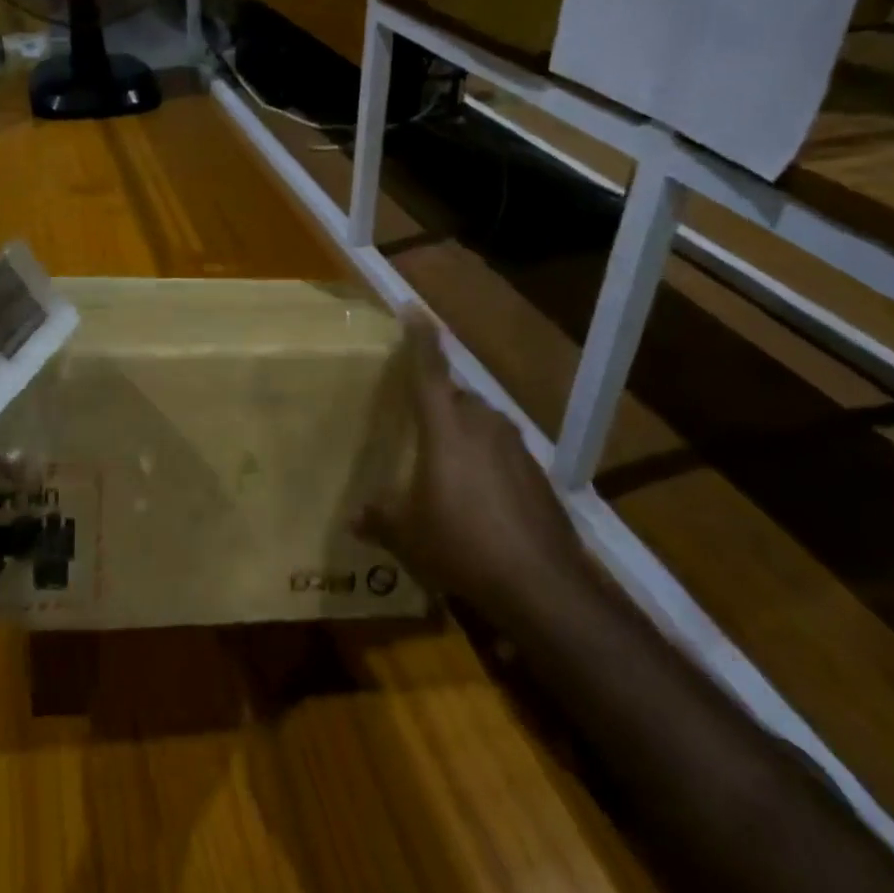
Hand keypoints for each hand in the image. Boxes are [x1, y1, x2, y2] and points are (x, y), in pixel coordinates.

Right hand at [358, 315, 581, 612]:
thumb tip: (354, 518)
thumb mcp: (407, 535)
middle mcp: (483, 424)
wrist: (539, 583)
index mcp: (446, 427)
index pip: (429, 369)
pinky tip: (479, 498)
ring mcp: (516, 447)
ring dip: (464, 434)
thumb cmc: (460, 545)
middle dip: (439, 403)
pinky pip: (502, 452)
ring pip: (482, 424)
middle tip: (418, 425)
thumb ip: (379, 519)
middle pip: (457, 397)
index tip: (414, 309)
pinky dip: (487, 462)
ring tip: (446, 467)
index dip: (420, 338)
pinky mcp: (537, 473)